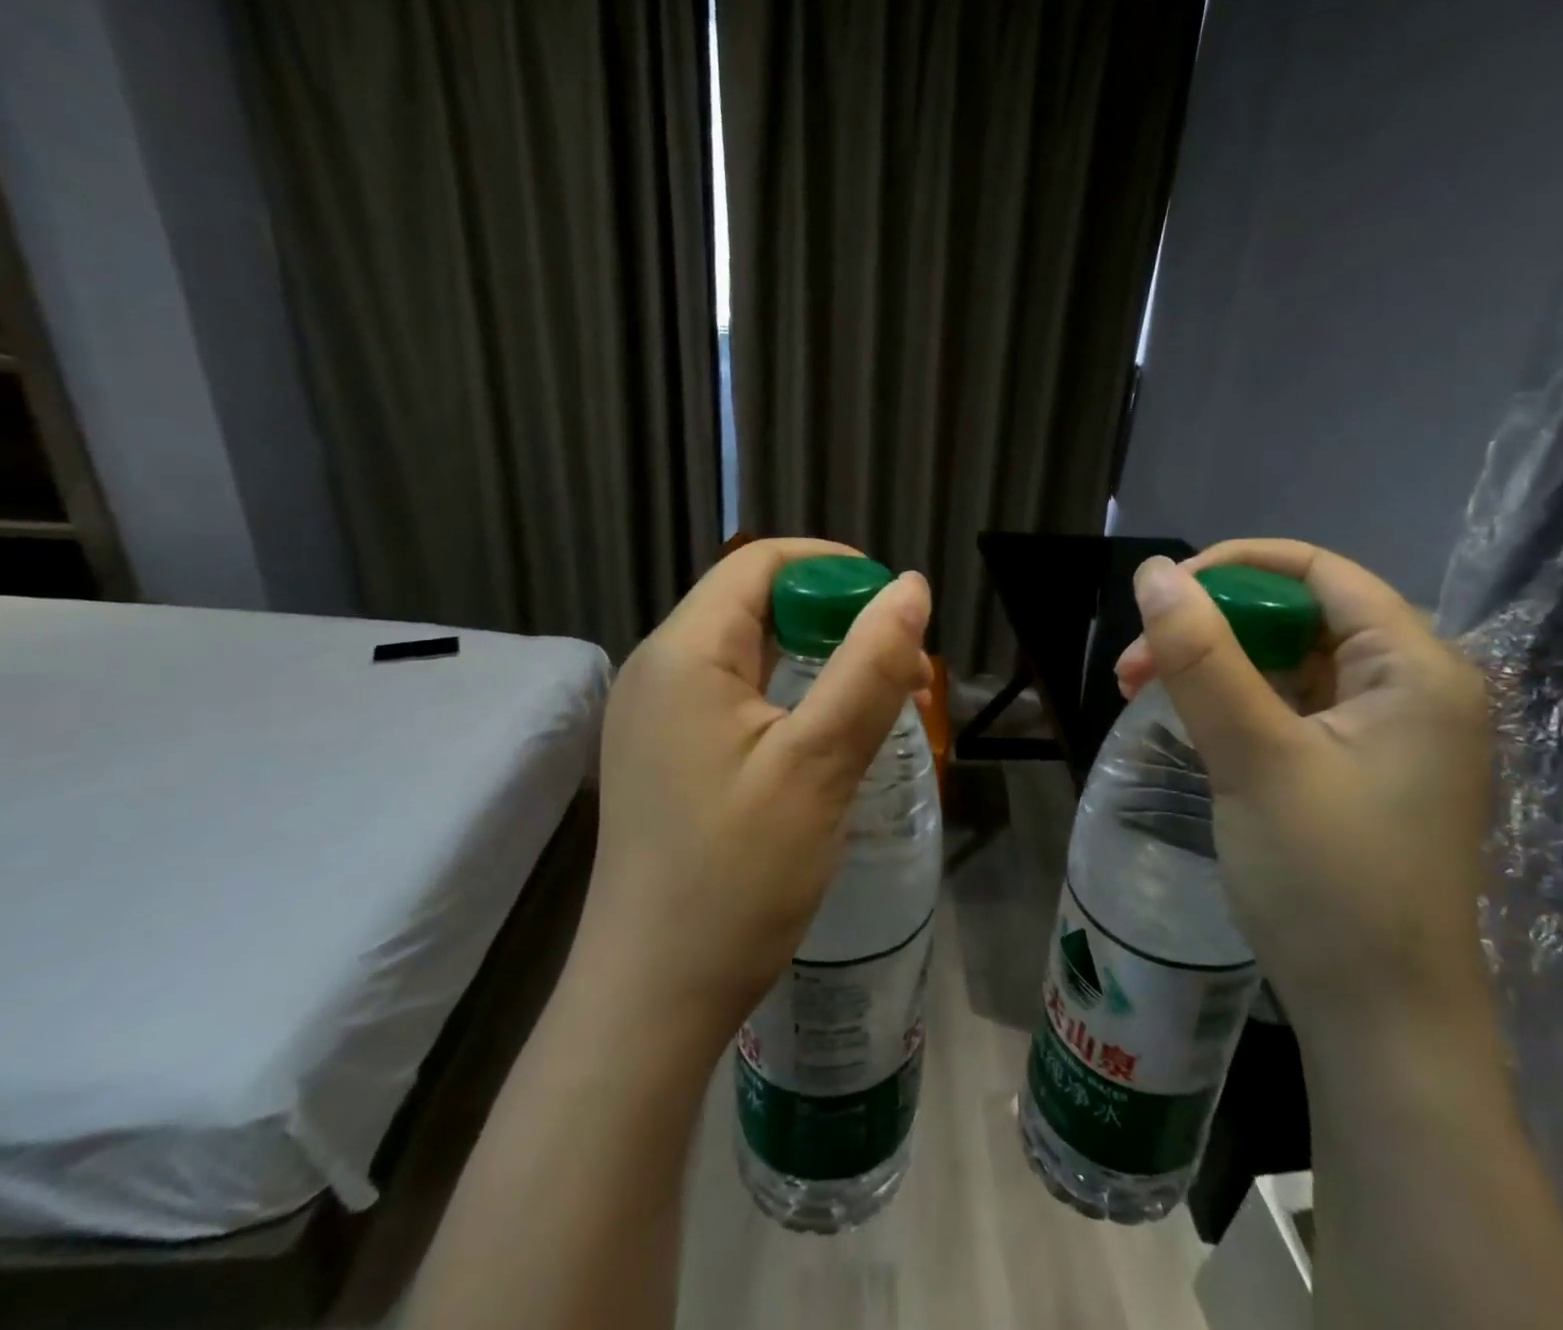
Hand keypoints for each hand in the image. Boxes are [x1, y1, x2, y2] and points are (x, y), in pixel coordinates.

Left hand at [575, 539, 932, 1047]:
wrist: (652, 999)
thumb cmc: (736, 877)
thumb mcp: (818, 764)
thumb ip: (869, 667)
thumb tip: (910, 589)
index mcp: (684, 653)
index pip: (760, 563)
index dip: (833, 568)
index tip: (895, 607)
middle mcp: (659, 670)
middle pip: (754, 604)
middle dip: (834, 619)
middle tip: (900, 668)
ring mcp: (656, 716)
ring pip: (749, 653)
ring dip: (818, 660)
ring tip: (880, 701)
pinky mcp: (665, 755)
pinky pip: (735, 697)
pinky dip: (790, 697)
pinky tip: (828, 737)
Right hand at [1116, 540, 1493, 1034]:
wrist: (1378, 1024)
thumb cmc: (1328, 883)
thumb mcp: (1255, 758)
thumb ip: (1202, 658)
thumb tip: (1154, 572)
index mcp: (1417, 669)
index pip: (1321, 573)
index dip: (1234, 568)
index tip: (1159, 596)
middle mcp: (1413, 688)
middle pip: (1298, 617)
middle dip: (1209, 628)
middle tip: (1133, 666)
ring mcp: (1388, 733)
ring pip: (1287, 663)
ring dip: (1212, 667)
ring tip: (1140, 692)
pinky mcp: (1358, 770)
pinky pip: (1290, 708)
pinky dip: (1234, 705)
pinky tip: (1189, 723)